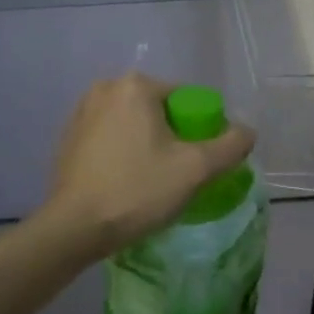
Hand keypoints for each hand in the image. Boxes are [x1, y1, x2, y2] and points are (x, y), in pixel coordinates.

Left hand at [42, 73, 255, 255]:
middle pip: (158, 110)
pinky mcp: (67, 138)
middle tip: (179, 175)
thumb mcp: (195, 170)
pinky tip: (125, 182)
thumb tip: (246, 131)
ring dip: (146, 145)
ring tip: (152, 182)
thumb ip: (229, 145)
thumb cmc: (137, 190)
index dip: (201, 130)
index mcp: (135, 86)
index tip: (200, 163)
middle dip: (172, 138)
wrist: (74, 227)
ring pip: (132, 125)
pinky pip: (109, 138)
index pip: (186, 100)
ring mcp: (80, 112)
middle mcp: (104, 89)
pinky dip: (122, 153)